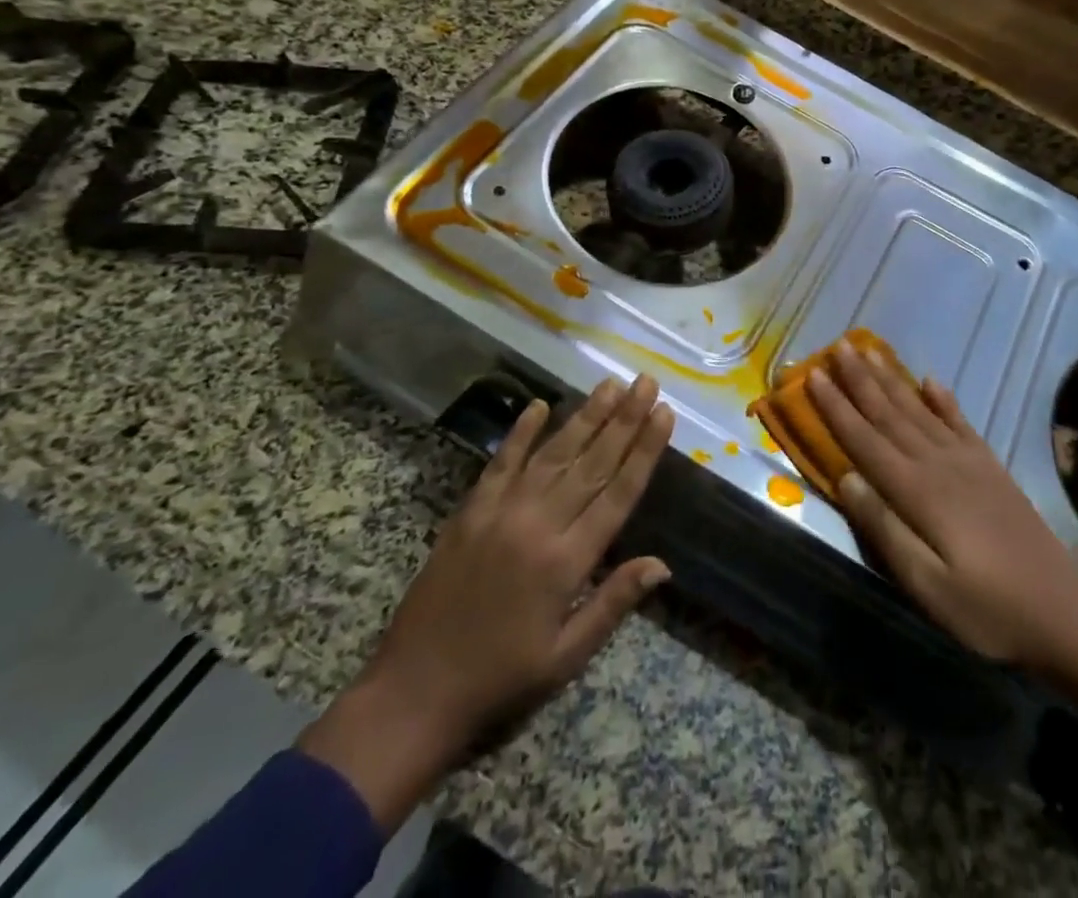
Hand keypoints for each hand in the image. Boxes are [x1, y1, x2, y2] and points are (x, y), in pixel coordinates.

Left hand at [299, 375, 674, 828]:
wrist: (413, 693)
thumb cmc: (501, 680)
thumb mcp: (566, 656)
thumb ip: (613, 603)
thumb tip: (662, 564)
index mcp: (567, 562)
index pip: (618, 493)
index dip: (644, 451)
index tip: (664, 414)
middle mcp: (538, 525)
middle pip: (592, 463)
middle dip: (624, 420)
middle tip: (646, 382)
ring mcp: (501, 513)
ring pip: (553, 454)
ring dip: (585, 417)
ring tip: (610, 385)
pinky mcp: (470, 512)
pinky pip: (500, 463)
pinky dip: (520, 432)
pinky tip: (539, 404)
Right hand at [808, 341, 1077, 726]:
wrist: (1063, 612)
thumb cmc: (986, 609)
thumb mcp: (927, 585)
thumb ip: (885, 529)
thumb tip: (846, 478)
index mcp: (917, 491)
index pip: (865, 440)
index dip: (837, 407)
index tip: (814, 374)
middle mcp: (938, 464)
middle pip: (890, 414)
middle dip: (860, 381)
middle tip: (838, 347)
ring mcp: (968, 461)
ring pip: (919, 410)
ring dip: (892, 381)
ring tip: (870, 352)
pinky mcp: (990, 467)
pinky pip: (960, 422)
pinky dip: (943, 399)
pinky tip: (930, 380)